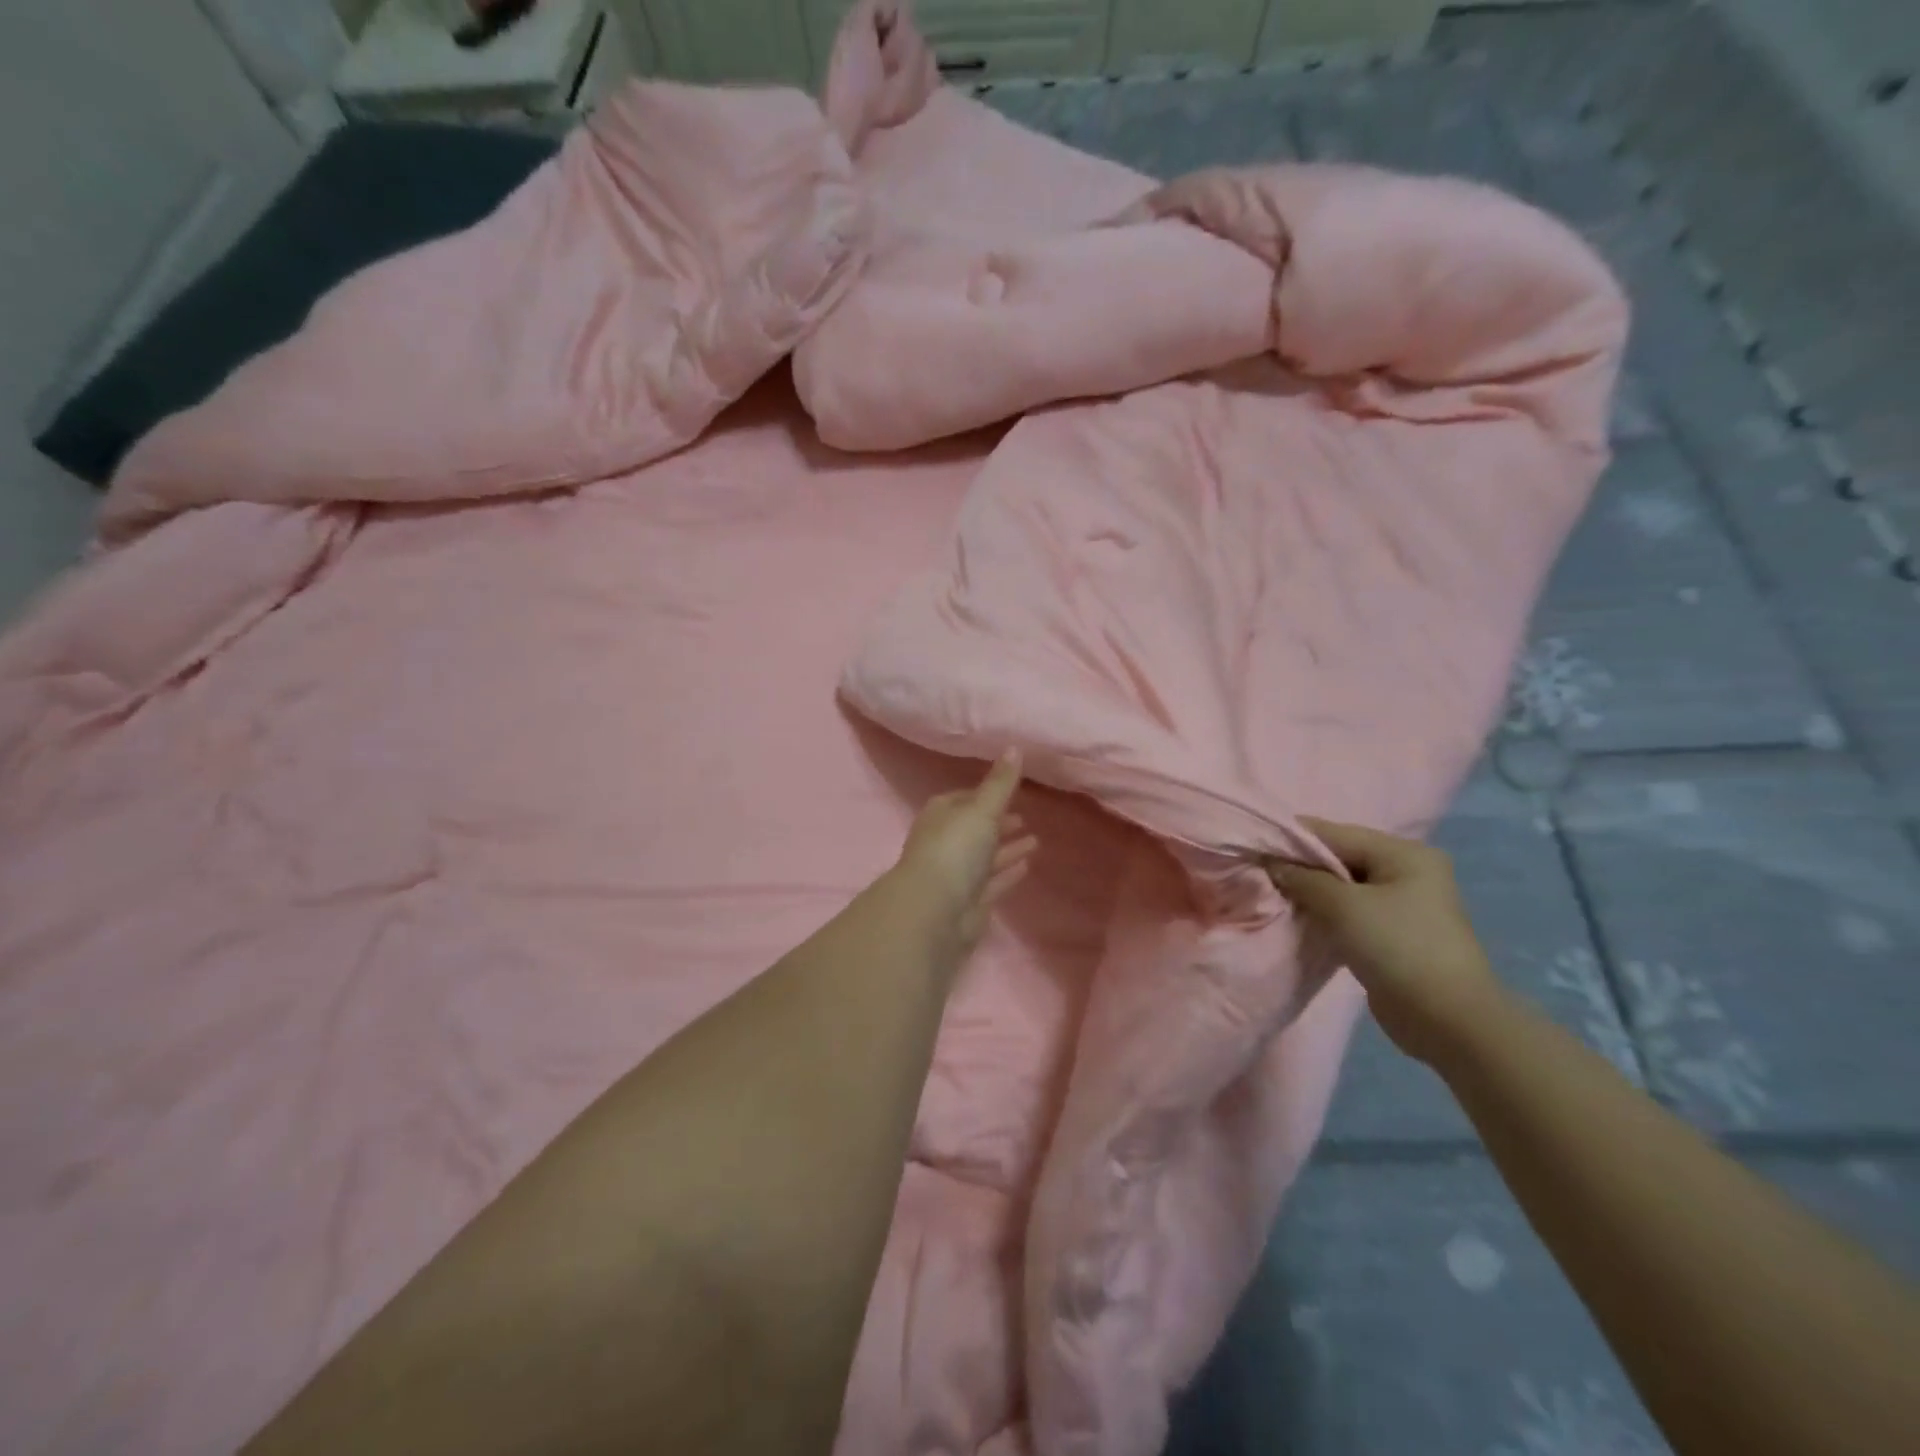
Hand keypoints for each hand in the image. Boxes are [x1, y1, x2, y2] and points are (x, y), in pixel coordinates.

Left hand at [896, 751, 1037, 955]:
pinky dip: (1007, 873)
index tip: (1009, 792)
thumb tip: (1015, 747)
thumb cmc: (955, 850)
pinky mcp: (968, 901)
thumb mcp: (982, 810)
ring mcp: (955, 874)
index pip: (963, 799)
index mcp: (940, 815)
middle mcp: (945, 842)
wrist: (934, 911)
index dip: (985, 795)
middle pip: (974, 829)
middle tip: (1024, 817)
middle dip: (997, 823)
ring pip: (984, 857)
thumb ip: (1001, 783)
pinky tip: (1027, 866)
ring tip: (1035, 841)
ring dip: (1007, 849)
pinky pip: (991, 882)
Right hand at [1266, 816, 1502, 1064]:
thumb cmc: (1399, 948)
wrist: (1448, 1021)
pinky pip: (1348, 913)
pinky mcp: (1391, 935)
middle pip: (1338, 858)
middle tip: (1258, 875)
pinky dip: (1323, 914)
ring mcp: (1401, 905)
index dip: (1292, 839)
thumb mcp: (1344, 906)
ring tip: (1272, 897)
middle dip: (1299, 867)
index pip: (1335, 833)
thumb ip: (1303, 878)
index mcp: (1404, 854)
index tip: (1253, 847)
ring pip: (1341, 888)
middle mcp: (1405, 872)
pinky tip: (1298, 920)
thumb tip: (1272, 863)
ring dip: (1309, 893)